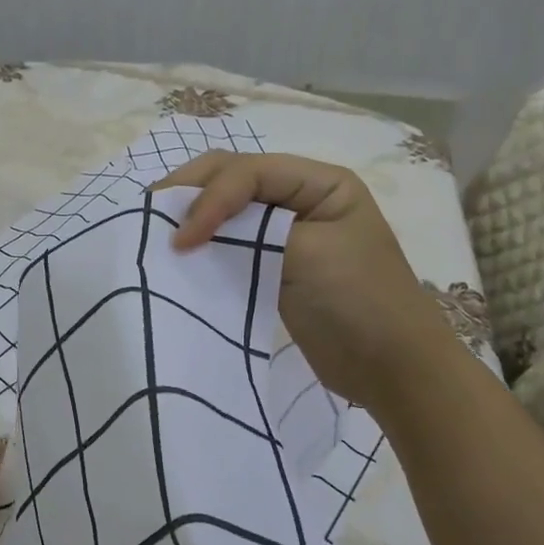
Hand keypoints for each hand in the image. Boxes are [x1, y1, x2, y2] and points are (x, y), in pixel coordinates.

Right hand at [154, 152, 439, 407]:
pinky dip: (203, 244)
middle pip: (233, 177)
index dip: (210, 198)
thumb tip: (186, 232)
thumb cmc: (362, 304)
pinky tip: (180, 254)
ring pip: (227, 209)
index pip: (249, 172)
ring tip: (153, 230)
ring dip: (192, 215)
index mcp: (320, 182)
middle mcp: (300, 197)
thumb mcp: (311, 256)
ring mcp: (285, 232)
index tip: (182, 240)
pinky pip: (230, 243)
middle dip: (192, 193)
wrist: (395, 372)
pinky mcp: (273, 264)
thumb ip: (252, 234)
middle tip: (149, 215)